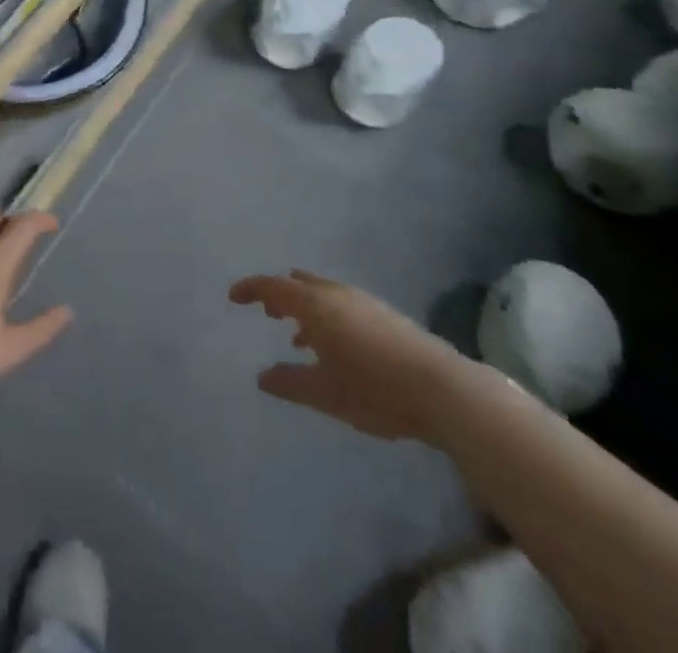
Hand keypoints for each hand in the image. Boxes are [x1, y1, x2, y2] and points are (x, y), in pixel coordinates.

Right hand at [229, 269, 477, 442]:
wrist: (444, 390)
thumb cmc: (375, 390)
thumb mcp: (325, 393)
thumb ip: (290, 383)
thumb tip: (262, 377)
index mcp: (315, 305)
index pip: (272, 287)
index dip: (250, 289)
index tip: (233, 297)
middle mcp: (336, 294)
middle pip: (298, 284)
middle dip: (280, 295)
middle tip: (267, 313)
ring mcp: (364, 302)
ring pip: (323, 294)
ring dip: (305, 308)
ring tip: (297, 337)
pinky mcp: (386, 316)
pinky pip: (343, 305)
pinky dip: (327, 317)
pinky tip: (336, 348)